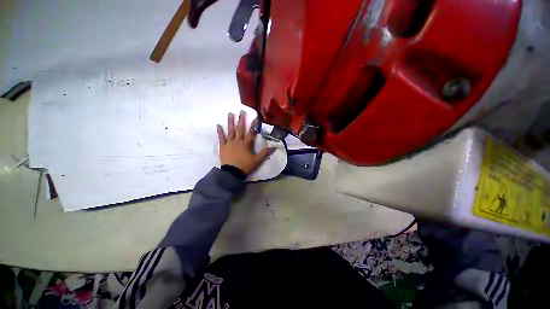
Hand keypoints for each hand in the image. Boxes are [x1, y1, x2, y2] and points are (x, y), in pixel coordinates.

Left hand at [217, 111, 275, 175]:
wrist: (232, 173)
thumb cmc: (245, 166)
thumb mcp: (257, 160)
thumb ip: (265, 153)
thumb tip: (274, 147)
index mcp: (246, 144)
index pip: (251, 132)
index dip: (254, 124)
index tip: (256, 117)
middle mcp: (238, 141)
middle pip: (240, 129)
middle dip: (241, 119)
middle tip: (241, 111)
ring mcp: (229, 143)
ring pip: (230, 131)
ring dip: (231, 122)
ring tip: (230, 114)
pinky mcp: (223, 147)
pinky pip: (221, 138)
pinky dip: (220, 132)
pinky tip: (218, 125)